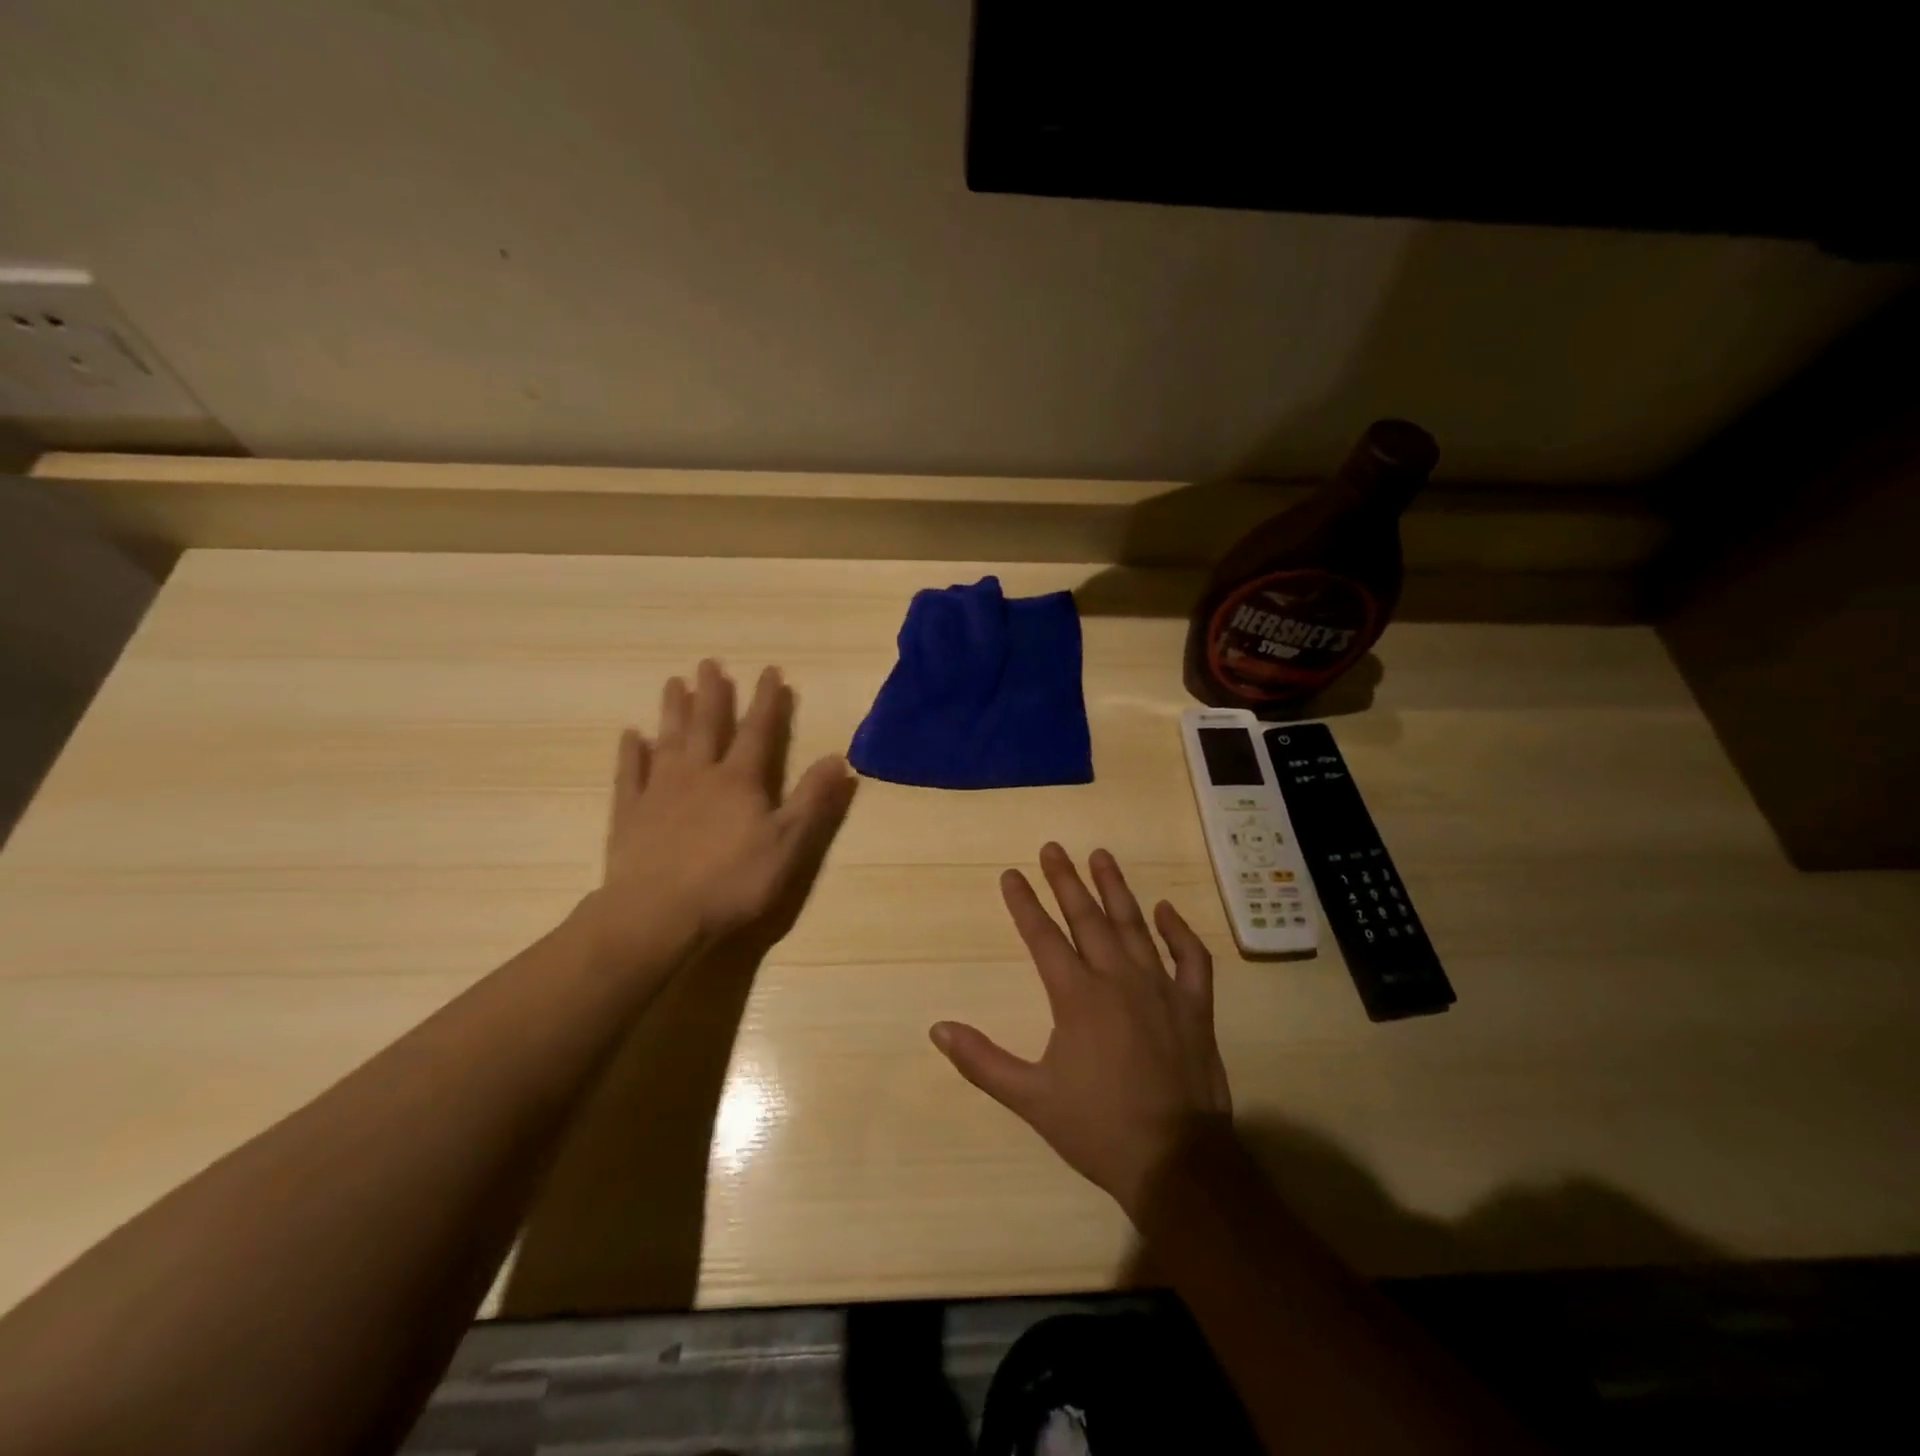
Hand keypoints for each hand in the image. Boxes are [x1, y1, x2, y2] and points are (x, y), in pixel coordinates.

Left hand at [588, 660, 855, 970]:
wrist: (657, 915)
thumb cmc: (732, 882)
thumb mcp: (788, 844)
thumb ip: (812, 800)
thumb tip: (838, 758)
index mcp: (739, 781)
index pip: (758, 731)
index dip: (767, 701)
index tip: (770, 671)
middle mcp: (699, 775)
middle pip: (707, 726)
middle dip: (713, 694)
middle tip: (710, 663)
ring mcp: (660, 792)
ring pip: (668, 741)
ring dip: (672, 711)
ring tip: (674, 682)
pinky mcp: (630, 815)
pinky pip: (630, 775)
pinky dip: (630, 754)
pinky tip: (630, 736)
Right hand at [931, 844, 1231, 1219]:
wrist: (1176, 1161)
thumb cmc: (1098, 1128)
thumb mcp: (1030, 1099)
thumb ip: (982, 1061)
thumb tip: (938, 1028)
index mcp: (1077, 996)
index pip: (1043, 937)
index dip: (1024, 904)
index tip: (1010, 873)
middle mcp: (1118, 979)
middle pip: (1087, 918)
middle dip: (1066, 880)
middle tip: (1053, 847)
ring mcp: (1161, 988)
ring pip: (1135, 925)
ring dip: (1116, 888)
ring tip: (1101, 855)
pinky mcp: (1195, 1006)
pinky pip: (1191, 958)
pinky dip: (1179, 931)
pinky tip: (1165, 910)